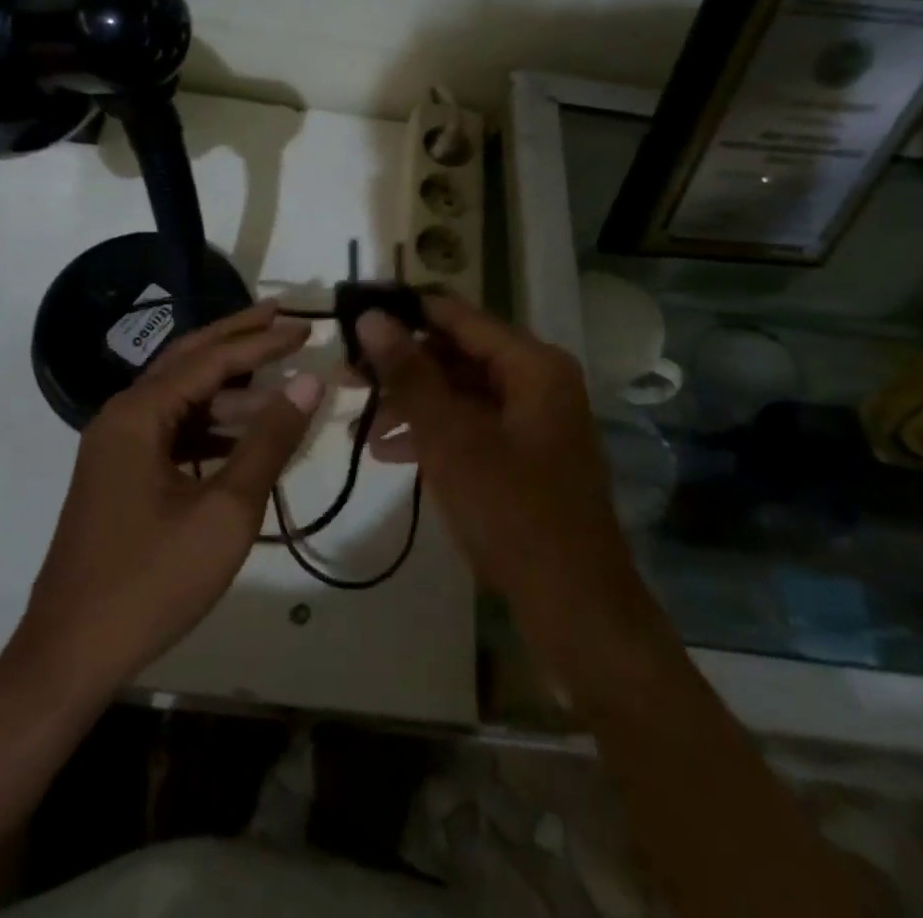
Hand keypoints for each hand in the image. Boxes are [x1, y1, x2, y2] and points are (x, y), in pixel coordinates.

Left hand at [13, 302, 323, 693]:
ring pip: (181, 399)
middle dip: (237, 339)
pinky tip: (245, 439)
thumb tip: (309, 380)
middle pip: (188, 361)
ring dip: (228, 390)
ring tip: (278, 385)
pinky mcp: (120, 476)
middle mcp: (122, 417)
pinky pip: (172, 433)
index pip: (210, 359)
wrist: (69, 655)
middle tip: (282, 317)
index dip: (262, 341)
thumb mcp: (225, 511)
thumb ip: (269, 440)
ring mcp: (116, 447)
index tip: (305, 326)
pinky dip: (210, 428)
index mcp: (139, 414)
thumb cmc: (152, 580)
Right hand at [356, 298, 640, 650]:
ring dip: (410, 404)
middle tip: (344, 377)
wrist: (577, 611)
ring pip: (459, 392)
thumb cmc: (514, 515)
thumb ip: (409, 375)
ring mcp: (531, 420)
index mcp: (532, 365)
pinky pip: (470, 426)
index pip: (456, 315)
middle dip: (400, 366)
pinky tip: (387, 451)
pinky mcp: (523, 455)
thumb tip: (371, 317)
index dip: (403, 312)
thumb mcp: (452, 440)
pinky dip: (431, 433)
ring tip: (357, 423)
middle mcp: (536, 381)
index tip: (352, 316)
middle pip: (457, 354)